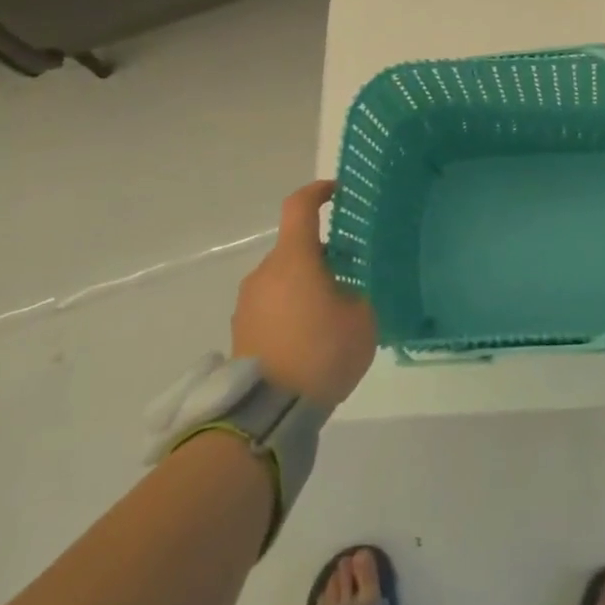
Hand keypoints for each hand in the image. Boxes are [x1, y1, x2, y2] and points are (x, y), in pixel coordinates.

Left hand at [231, 181, 375, 408]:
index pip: (300, 207)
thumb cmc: (322, 353)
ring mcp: (248, 302)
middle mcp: (265, 272)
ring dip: (306, 284)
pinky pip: (272, 303)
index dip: (318, 191)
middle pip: (295, 247)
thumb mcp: (362, 318)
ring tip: (333, 313)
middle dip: (322, 255)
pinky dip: (292, 307)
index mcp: (294, 259)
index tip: (336, 192)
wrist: (268, 412)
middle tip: (351, 274)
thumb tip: (349, 287)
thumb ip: (358, 291)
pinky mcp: (242, 329)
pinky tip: (311, 337)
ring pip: (283, 277)